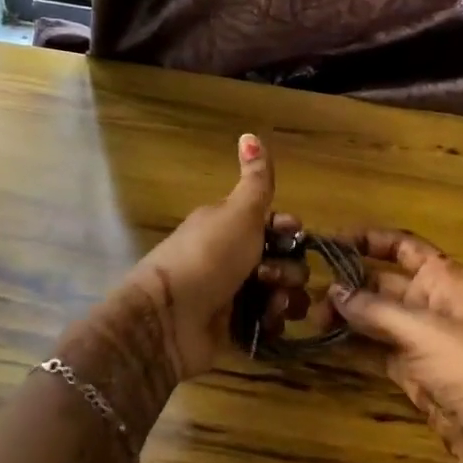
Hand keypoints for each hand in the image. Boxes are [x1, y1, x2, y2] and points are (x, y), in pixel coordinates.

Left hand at [124, 134, 308, 380]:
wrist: (168, 319)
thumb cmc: (208, 257)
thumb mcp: (238, 213)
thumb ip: (256, 181)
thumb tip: (250, 134)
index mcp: (229, 226)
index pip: (273, 224)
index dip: (289, 229)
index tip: (294, 234)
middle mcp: (232, 258)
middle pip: (281, 260)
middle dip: (290, 269)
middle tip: (273, 276)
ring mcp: (232, 295)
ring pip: (279, 293)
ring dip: (286, 298)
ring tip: (275, 305)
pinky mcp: (232, 329)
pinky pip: (266, 323)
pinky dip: (272, 323)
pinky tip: (268, 323)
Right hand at [329, 230, 462, 462]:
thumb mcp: (423, 331)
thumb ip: (376, 310)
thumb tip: (333, 289)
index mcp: (442, 278)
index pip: (401, 246)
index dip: (368, 240)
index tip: (328, 241)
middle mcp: (430, 303)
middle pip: (383, 282)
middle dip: (349, 284)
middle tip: (307, 294)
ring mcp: (422, 341)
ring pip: (377, 319)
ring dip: (347, 316)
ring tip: (310, 319)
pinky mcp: (415, 375)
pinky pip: (378, 352)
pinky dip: (354, 347)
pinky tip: (326, 344)